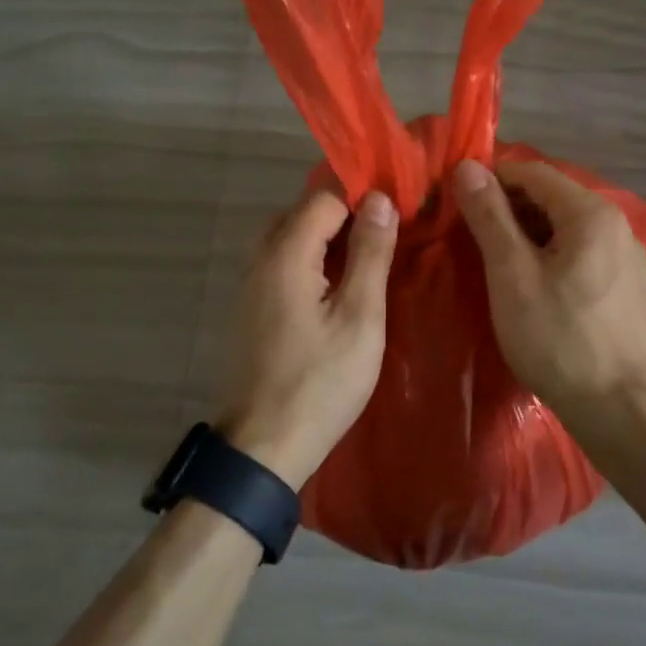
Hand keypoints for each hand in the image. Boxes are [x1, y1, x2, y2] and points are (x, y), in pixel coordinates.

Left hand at [215, 187, 398, 488]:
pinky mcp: (247, 311)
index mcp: (285, 254)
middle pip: (301, 212)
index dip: (361, 195)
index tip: (397, 207)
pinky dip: (308, 261)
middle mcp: (258, 260)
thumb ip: (369, 253)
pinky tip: (334, 288)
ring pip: (287, 238)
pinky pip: (279, 265)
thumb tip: (379, 198)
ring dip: (325, 238)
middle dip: (343, 213)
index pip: (324, 196)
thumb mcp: (360, 317)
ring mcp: (247, 286)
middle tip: (384, 234)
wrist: (261, 449)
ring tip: (365, 258)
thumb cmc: (319, 382)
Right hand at [452, 158, 645, 421]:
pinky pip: (579, 248)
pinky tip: (529, 281)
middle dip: (507, 207)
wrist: (618, 408)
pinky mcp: (624, 281)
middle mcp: (615, 221)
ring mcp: (624, 253)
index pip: (532, 171)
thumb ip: (489, 216)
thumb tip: (466, 166)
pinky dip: (549, 252)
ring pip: (564, 223)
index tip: (457, 203)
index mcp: (591, 211)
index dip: (491, 179)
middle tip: (469, 235)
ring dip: (526, 231)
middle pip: (551, 195)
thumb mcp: (512, 274)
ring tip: (493, 259)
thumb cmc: (558, 337)